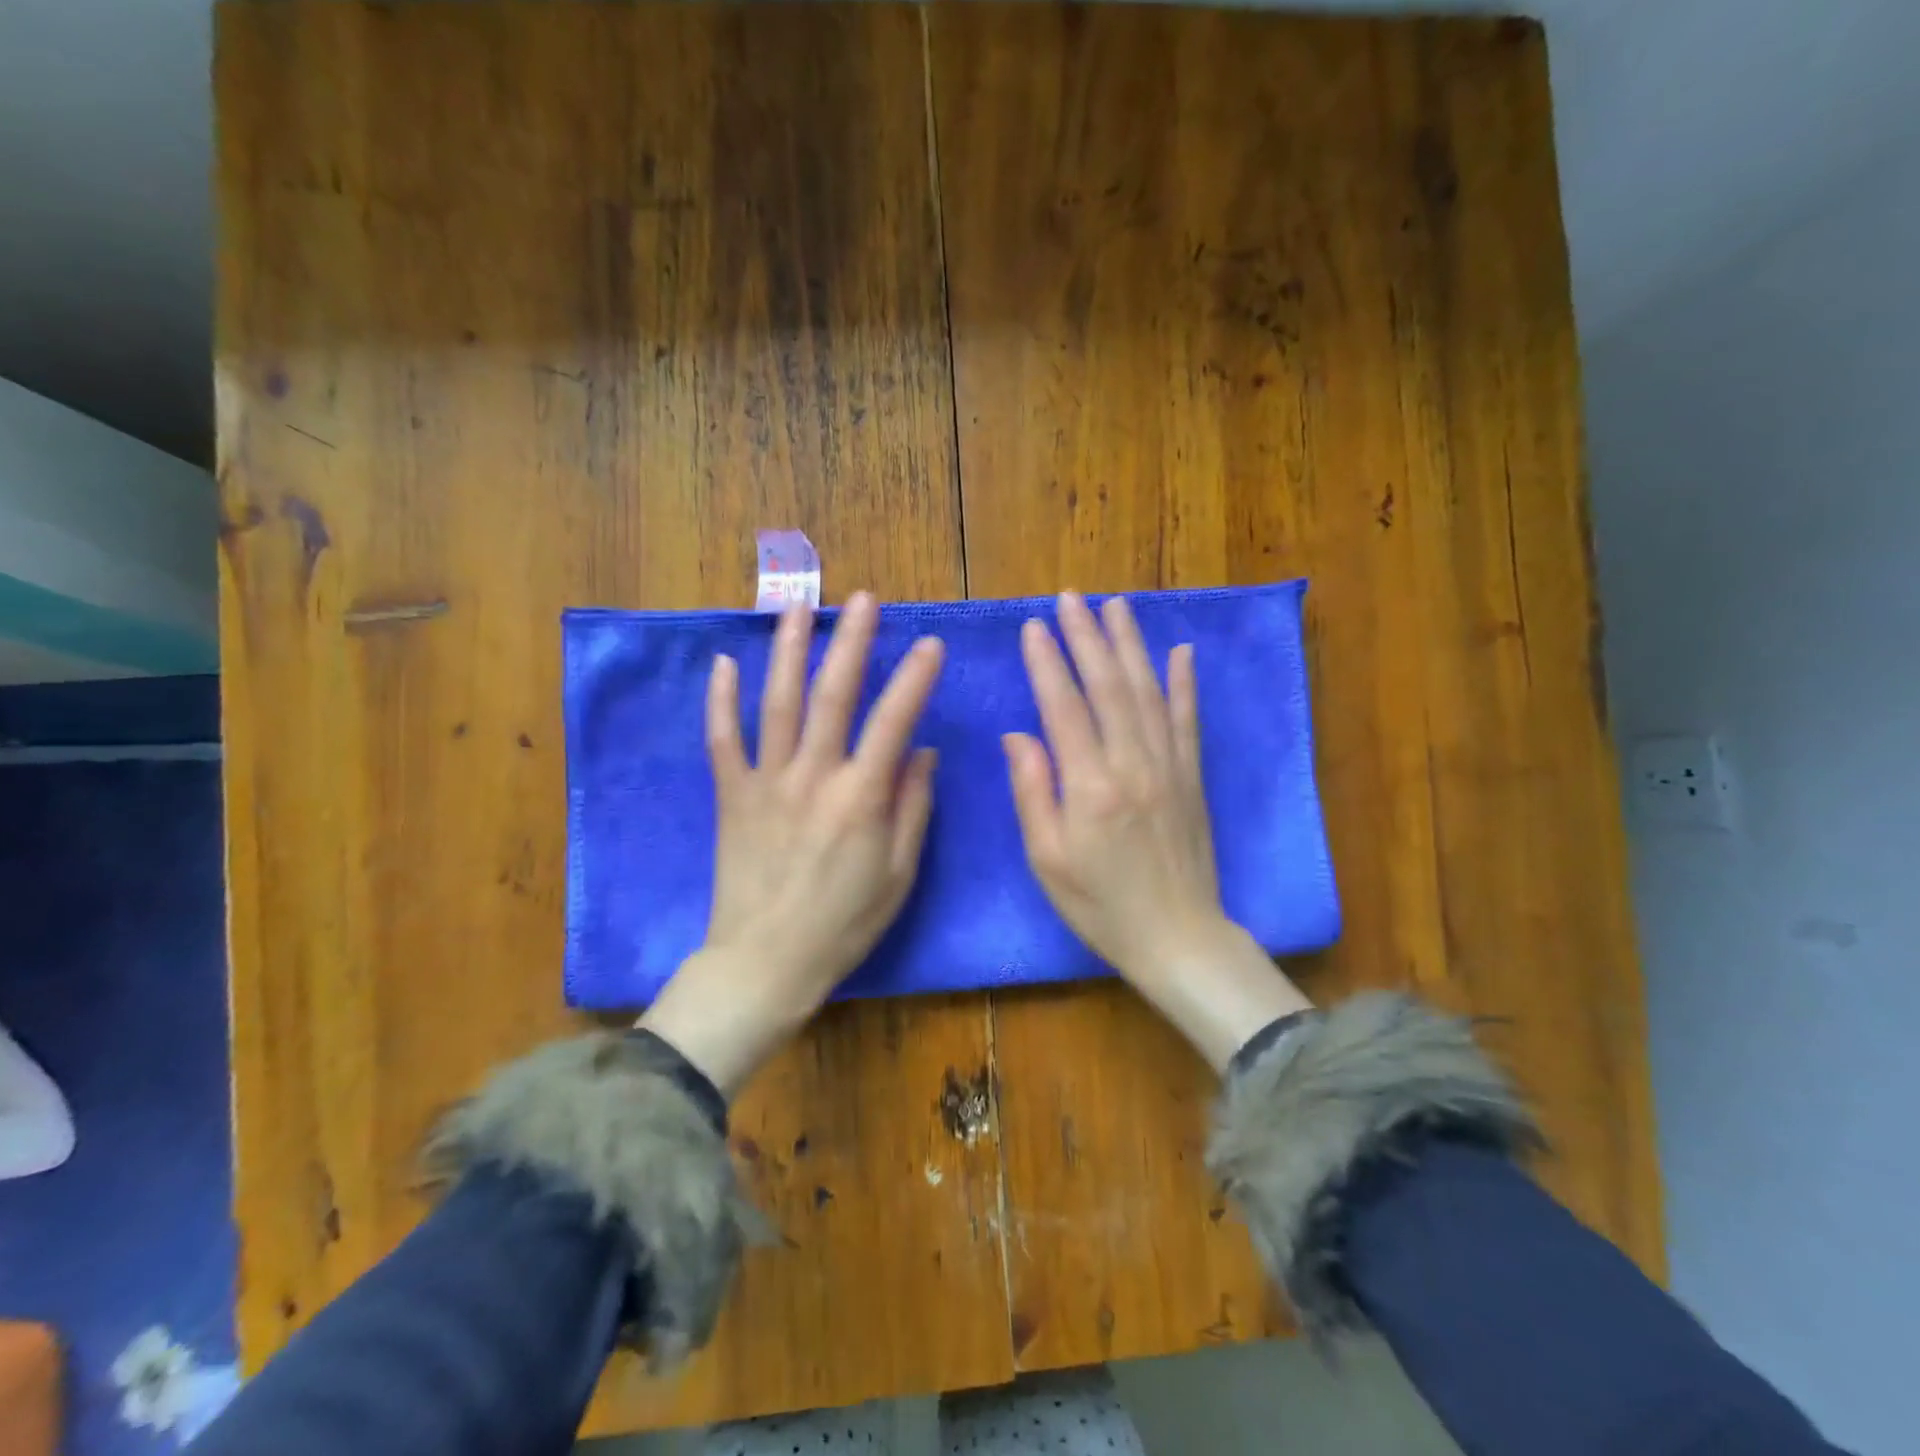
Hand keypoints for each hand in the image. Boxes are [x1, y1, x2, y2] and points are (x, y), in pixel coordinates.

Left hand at [641, 593, 943, 1094]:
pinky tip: (723, 663)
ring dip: (788, 649)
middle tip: (864, 599)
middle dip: (853, 641)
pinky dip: (721, 700)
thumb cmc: (843, 924)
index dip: (916, 679)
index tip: (931, 644)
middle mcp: (813, 776)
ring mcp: (766, 781)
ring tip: (798, 606)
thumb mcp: (898, 874)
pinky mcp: (731, 795)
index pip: (894, 721)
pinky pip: (722, 739)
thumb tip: (923, 752)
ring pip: (777, 702)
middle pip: (833, 694)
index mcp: (860, 797)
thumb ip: (913, 808)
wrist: (765, 962)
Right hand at [1005, 592, 1309, 1069]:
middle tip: (1070, 598)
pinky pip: (1187, 720)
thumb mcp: (1047, 860)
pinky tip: (1179, 651)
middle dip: (1087, 637)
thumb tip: (1017, 735)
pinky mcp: (1193, 777)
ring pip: (1148, 691)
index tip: (1033, 627)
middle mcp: (1133, 764)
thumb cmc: (1100, 906)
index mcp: (1090, 786)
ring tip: (1114, 606)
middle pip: (1109, 686)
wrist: (1177, 937)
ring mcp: (1170, 767)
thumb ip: (1032, 792)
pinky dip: (1183, 683)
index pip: (1065, 708)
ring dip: (1130, 645)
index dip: (1047, 664)